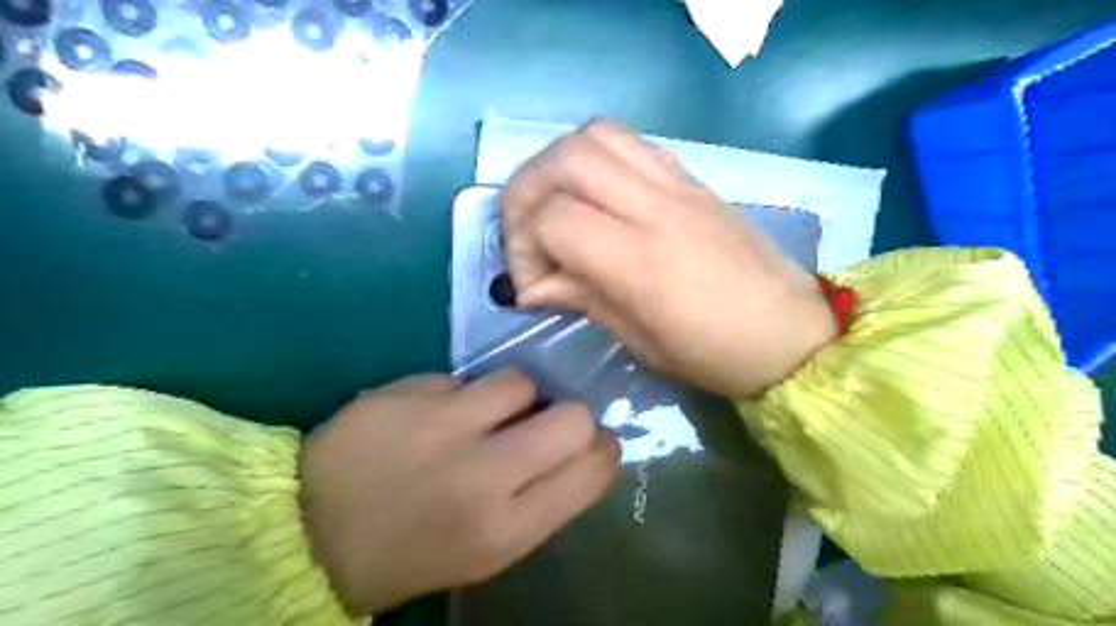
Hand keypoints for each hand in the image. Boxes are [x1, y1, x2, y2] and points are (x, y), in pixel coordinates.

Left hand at [302, 373, 622, 616]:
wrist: (307, 534)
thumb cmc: (410, 552)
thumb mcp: (486, 549)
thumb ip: (539, 500)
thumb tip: (577, 449)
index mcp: (505, 529)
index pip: (591, 470)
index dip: (602, 450)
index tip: (592, 444)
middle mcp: (483, 475)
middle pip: (571, 417)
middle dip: (570, 416)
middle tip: (546, 422)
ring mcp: (442, 427)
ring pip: (520, 382)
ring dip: (515, 396)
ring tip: (488, 412)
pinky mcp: (408, 394)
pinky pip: (463, 378)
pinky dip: (461, 394)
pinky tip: (436, 414)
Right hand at [503, 120, 831, 396]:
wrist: (790, 334)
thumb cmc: (715, 354)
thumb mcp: (639, 340)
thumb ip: (582, 298)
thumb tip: (533, 285)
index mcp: (642, 261)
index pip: (554, 219)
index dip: (524, 249)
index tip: (533, 285)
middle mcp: (657, 207)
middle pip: (565, 158)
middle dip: (526, 191)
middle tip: (526, 231)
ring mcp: (679, 185)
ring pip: (596, 134)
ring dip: (558, 165)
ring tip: (555, 206)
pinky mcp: (693, 179)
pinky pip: (632, 143)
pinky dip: (597, 159)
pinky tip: (597, 197)